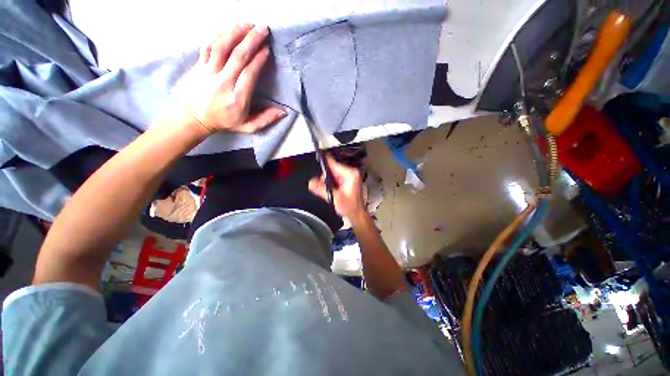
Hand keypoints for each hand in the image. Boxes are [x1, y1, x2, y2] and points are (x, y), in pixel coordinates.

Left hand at [183, 24, 285, 133]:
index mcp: (237, 99)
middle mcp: (223, 83)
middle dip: (251, 40)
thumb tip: (283, 112)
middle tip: (263, 28)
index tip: (267, 50)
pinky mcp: (199, 66)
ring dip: (235, 33)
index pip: (249, 74)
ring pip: (222, 47)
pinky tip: (229, 29)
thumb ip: (266, 119)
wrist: (194, 118)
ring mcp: (209, 72)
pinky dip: (219, 35)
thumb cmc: (225, 122)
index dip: (258, 60)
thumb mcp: (248, 127)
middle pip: (238, 56)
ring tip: (247, 24)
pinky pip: (209, 47)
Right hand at [309, 156, 365, 218]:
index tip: (314, 159)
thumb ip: (322, 189)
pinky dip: (331, 183)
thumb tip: (311, 182)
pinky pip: (334, 178)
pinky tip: (332, 191)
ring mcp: (349, 176)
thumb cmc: (350, 206)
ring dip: (327, 181)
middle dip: (325, 177)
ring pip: (332, 174)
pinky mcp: (346, 180)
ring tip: (330, 192)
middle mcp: (350, 172)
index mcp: (350, 173)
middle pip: (331, 169)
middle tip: (324, 187)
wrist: (357, 214)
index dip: (323, 163)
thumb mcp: (334, 197)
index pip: (333, 163)